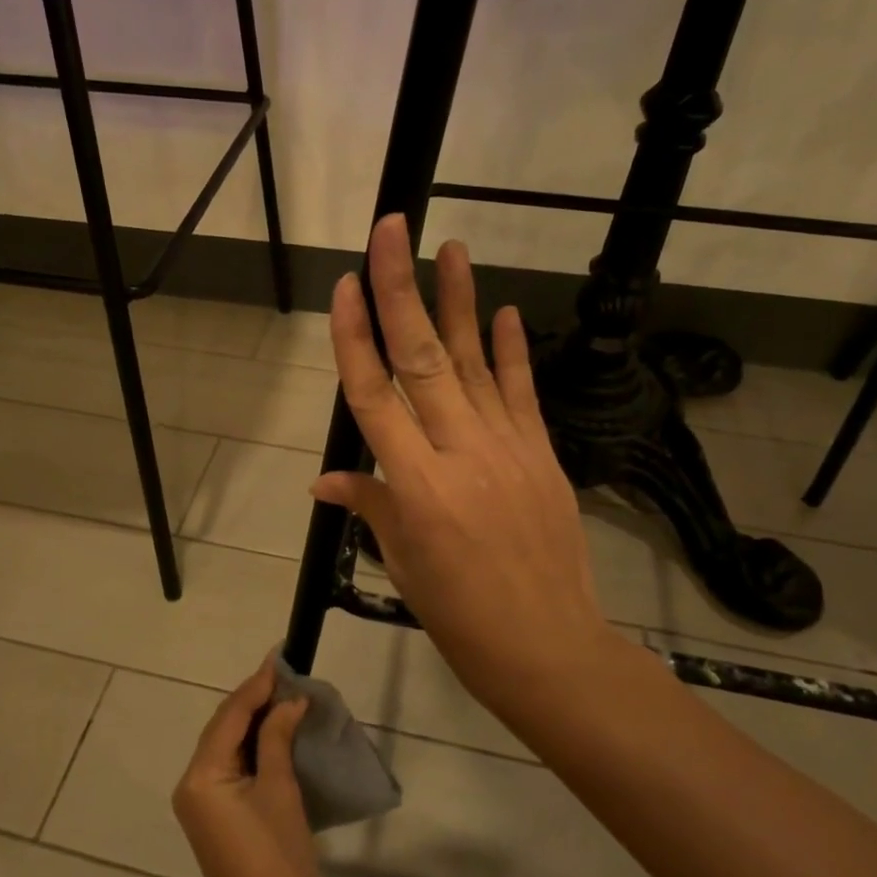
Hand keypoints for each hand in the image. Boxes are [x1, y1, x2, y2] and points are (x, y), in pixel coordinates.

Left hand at [172, 655, 319, 876]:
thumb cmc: (277, 859)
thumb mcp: (280, 791)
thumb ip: (278, 739)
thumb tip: (290, 701)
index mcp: (201, 776)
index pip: (229, 715)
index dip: (256, 685)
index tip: (280, 657)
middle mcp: (192, 783)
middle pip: (223, 727)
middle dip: (254, 699)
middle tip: (286, 672)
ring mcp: (202, 801)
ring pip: (227, 745)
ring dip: (254, 720)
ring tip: (284, 692)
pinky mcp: (216, 815)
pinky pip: (232, 765)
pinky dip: (254, 745)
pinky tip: (276, 730)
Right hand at [311, 215, 628, 723]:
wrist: (548, 647)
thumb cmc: (460, 616)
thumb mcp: (403, 565)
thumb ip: (371, 506)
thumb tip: (327, 480)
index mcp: (416, 485)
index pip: (374, 396)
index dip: (355, 337)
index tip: (345, 286)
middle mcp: (460, 453)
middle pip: (422, 359)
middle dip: (401, 290)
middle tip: (393, 230)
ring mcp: (508, 448)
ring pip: (474, 363)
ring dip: (459, 302)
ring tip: (449, 248)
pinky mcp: (542, 455)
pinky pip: (522, 393)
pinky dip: (511, 351)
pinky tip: (504, 311)